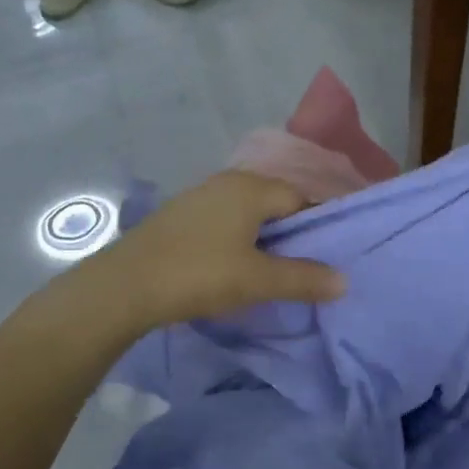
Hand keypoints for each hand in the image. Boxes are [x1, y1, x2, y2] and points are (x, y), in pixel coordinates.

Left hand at [96, 170, 344, 329]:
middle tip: (302, 265)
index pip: (300, 197)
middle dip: (290, 232)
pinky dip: (237, 239)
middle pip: (273, 202)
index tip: (326, 255)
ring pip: (246, 212)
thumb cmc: (199, 274)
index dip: (317, 225)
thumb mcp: (258, 280)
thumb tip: (344, 281)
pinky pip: (223, 221)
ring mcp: (198, 197)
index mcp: (251, 188)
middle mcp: (226, 182)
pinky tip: (232, 266)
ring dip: (262, 237)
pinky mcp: (178, 216)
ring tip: (270, 270)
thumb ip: (303, 278)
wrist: (124, 286)